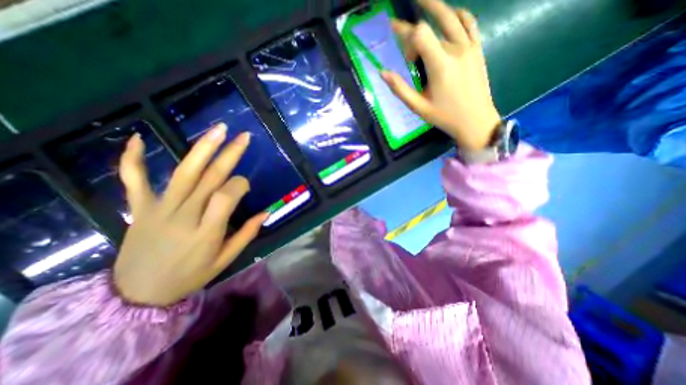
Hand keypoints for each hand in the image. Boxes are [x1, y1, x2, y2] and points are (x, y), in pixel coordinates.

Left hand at [112, 125, 264, 308]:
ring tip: (218, 130)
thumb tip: (267, 212)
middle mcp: (184, 214)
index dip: (240, 184)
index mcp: (207, 230)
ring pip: (184, 172)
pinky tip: (140, 138)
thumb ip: (247, 234)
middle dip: (230, 154)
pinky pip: (134, 180)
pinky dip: (133, 159)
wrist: (138, 294)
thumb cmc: (190, 276)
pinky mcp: (139, 208)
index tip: (245, 186)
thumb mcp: (225, 260)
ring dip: (202, 148)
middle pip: (210, 177)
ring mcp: (159, 209)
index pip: (227, 195)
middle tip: (243, 136)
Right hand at [383, 0, 502, 149]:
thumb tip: (382, 73)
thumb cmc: (445, 116)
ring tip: (423, 0)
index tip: (399, 46)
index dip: (406, 34)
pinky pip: (469, 23)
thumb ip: (400, 89)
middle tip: (399, 23)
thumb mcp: (418, 107)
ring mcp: (470, 47)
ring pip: (452, 17)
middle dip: (414, 28)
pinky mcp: (478, 49)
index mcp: (440, 65)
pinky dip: (458, 14)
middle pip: (432, 25)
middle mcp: (456, 49)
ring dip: (436, 7)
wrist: (476, 120)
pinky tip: (451, 14)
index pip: (420, 34)